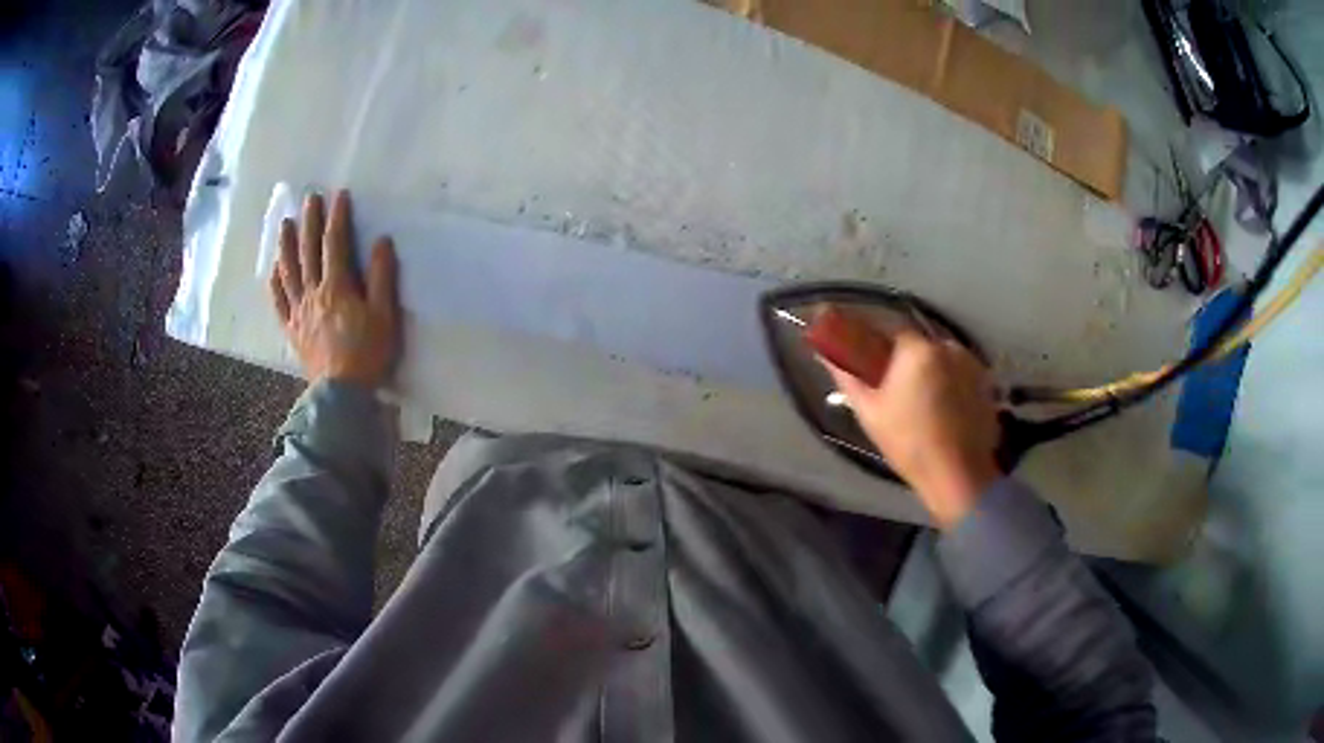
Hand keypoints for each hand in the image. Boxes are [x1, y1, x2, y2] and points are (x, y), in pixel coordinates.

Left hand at [269, 190, 399, 388]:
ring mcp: (299, 311)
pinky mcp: (292, 329)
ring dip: (286, 245)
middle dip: (309, 221)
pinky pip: (279, 302)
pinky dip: (275, 283)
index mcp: (337, 286)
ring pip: (288, 271)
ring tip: (285, 224)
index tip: (338, 195)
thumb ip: (382, 277)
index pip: (335, 243)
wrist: (341, 392)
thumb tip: (381, 241)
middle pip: (308, 251)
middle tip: (309, 198)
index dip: (337, 217)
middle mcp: (313, 292)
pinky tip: (274, 269)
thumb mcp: (384, 315)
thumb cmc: (367, 353)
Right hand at [823, 330, 1000, 528]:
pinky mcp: (986, 382)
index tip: (869, 365)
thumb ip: (847, 376)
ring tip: (920, 406)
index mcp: (918, 350)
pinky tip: (942, 412)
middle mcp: (948, 347)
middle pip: (918, 346)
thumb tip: (825, 353)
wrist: (958, 475)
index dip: (877, 346)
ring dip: (927, 373)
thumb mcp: (870, 412)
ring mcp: (971, 363)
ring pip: (939, 359)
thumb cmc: (909, 444)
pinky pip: (958, 373)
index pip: (890, 330)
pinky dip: (948, 384)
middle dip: (904, 362)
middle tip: (894, 393)